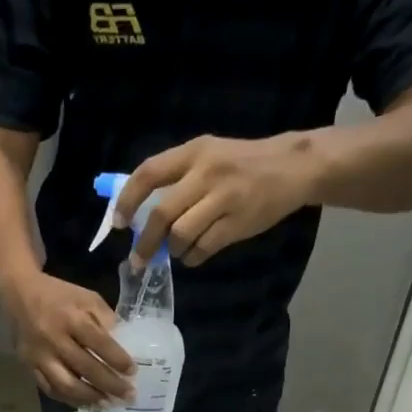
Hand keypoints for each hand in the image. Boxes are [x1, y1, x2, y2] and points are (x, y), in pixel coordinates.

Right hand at [3, 272, 133, 407]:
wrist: (18, 294)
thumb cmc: (59, 296)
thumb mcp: (86, 298)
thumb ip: (105, 320)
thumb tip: (124, 346)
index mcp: (71, 318)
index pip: (99, 342)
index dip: (117, 359)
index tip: (132, 372)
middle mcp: (54, 339)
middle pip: (85, 368)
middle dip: (110, 384)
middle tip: (128, 396)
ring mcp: (39, 356)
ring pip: (66, 385)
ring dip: (90, 398)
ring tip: (107, 404)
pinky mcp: (28, 367)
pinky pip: (50, 389)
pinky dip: (69, 399)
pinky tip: (85, 403)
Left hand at [116, 134, 318, 268]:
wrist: (292, 167)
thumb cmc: (242, 163)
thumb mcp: (209, 154)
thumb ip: (177, 176)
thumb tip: (139, 210)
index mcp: (194, 152)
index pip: (148, 173)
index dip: (127, 201)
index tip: (119, 223)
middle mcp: (206, 173)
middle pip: (161, 214)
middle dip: (145, 242)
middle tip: (138, 259)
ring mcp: (224, 198)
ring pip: (180, 235)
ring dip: (172, 250)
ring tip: (177, 250)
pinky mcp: (238, 223)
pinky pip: (202, 249)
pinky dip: (192, 258)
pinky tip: (194, 254)